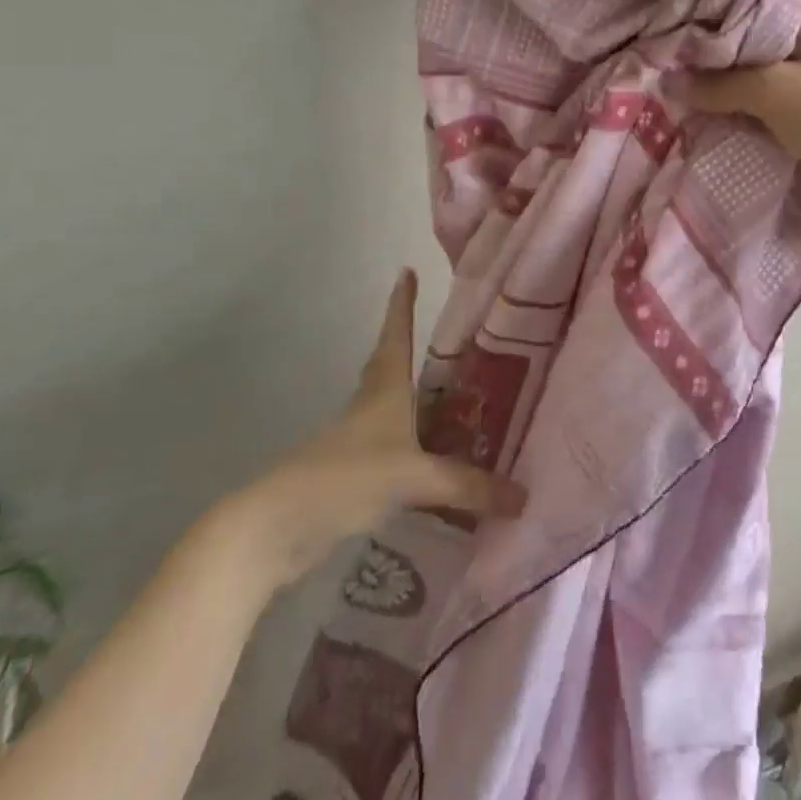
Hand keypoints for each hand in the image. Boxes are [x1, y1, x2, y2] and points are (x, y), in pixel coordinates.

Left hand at [207, 270, 525, 594]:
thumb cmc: (345, 478)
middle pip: (389, 367)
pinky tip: (432, 463)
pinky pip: (390, 451)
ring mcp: (355, 443)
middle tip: (443, 341)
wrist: (276, 528)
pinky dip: (412, 448)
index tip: (406, 271)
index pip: (396, 335)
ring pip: (389, 409)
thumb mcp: (412, 478)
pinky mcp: (349, 477)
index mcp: (384, 390)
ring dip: (413, 400)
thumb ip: (466, 486)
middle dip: (407, 347)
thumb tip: (524, 497)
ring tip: (449, 401)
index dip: (402, 304)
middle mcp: (369, 408)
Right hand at [686, 0, 800, 219]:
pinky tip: (714, 104)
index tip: (669, 16)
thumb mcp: (775, 94)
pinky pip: (771, 86)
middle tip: (664, 53)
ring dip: (727, 74)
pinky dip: (746, 95)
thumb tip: (667, 82)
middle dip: (711, 44)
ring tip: (679, 80)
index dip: (707, 1)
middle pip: (750, 26)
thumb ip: (718, 85)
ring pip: (758, 59)